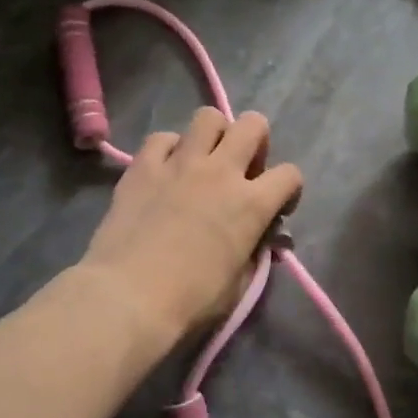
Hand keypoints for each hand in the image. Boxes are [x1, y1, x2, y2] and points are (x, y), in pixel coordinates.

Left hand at [79, 107, 303, 341]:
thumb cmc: (190, 300)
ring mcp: (179, 163)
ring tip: (204, 160)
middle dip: (255, 142)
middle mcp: (221, 171)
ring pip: (208, 117)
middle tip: (242, 169)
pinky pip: (162, 137)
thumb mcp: (238, 285)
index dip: (288, 190)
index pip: (290, 175)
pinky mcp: (142, 165)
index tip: (275, 209)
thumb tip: (257, 241)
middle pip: (252, 124)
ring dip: (214, 135)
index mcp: (252, 204)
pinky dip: (169, 149)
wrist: (128, 296)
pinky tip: (165, 170)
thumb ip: (253, 254)